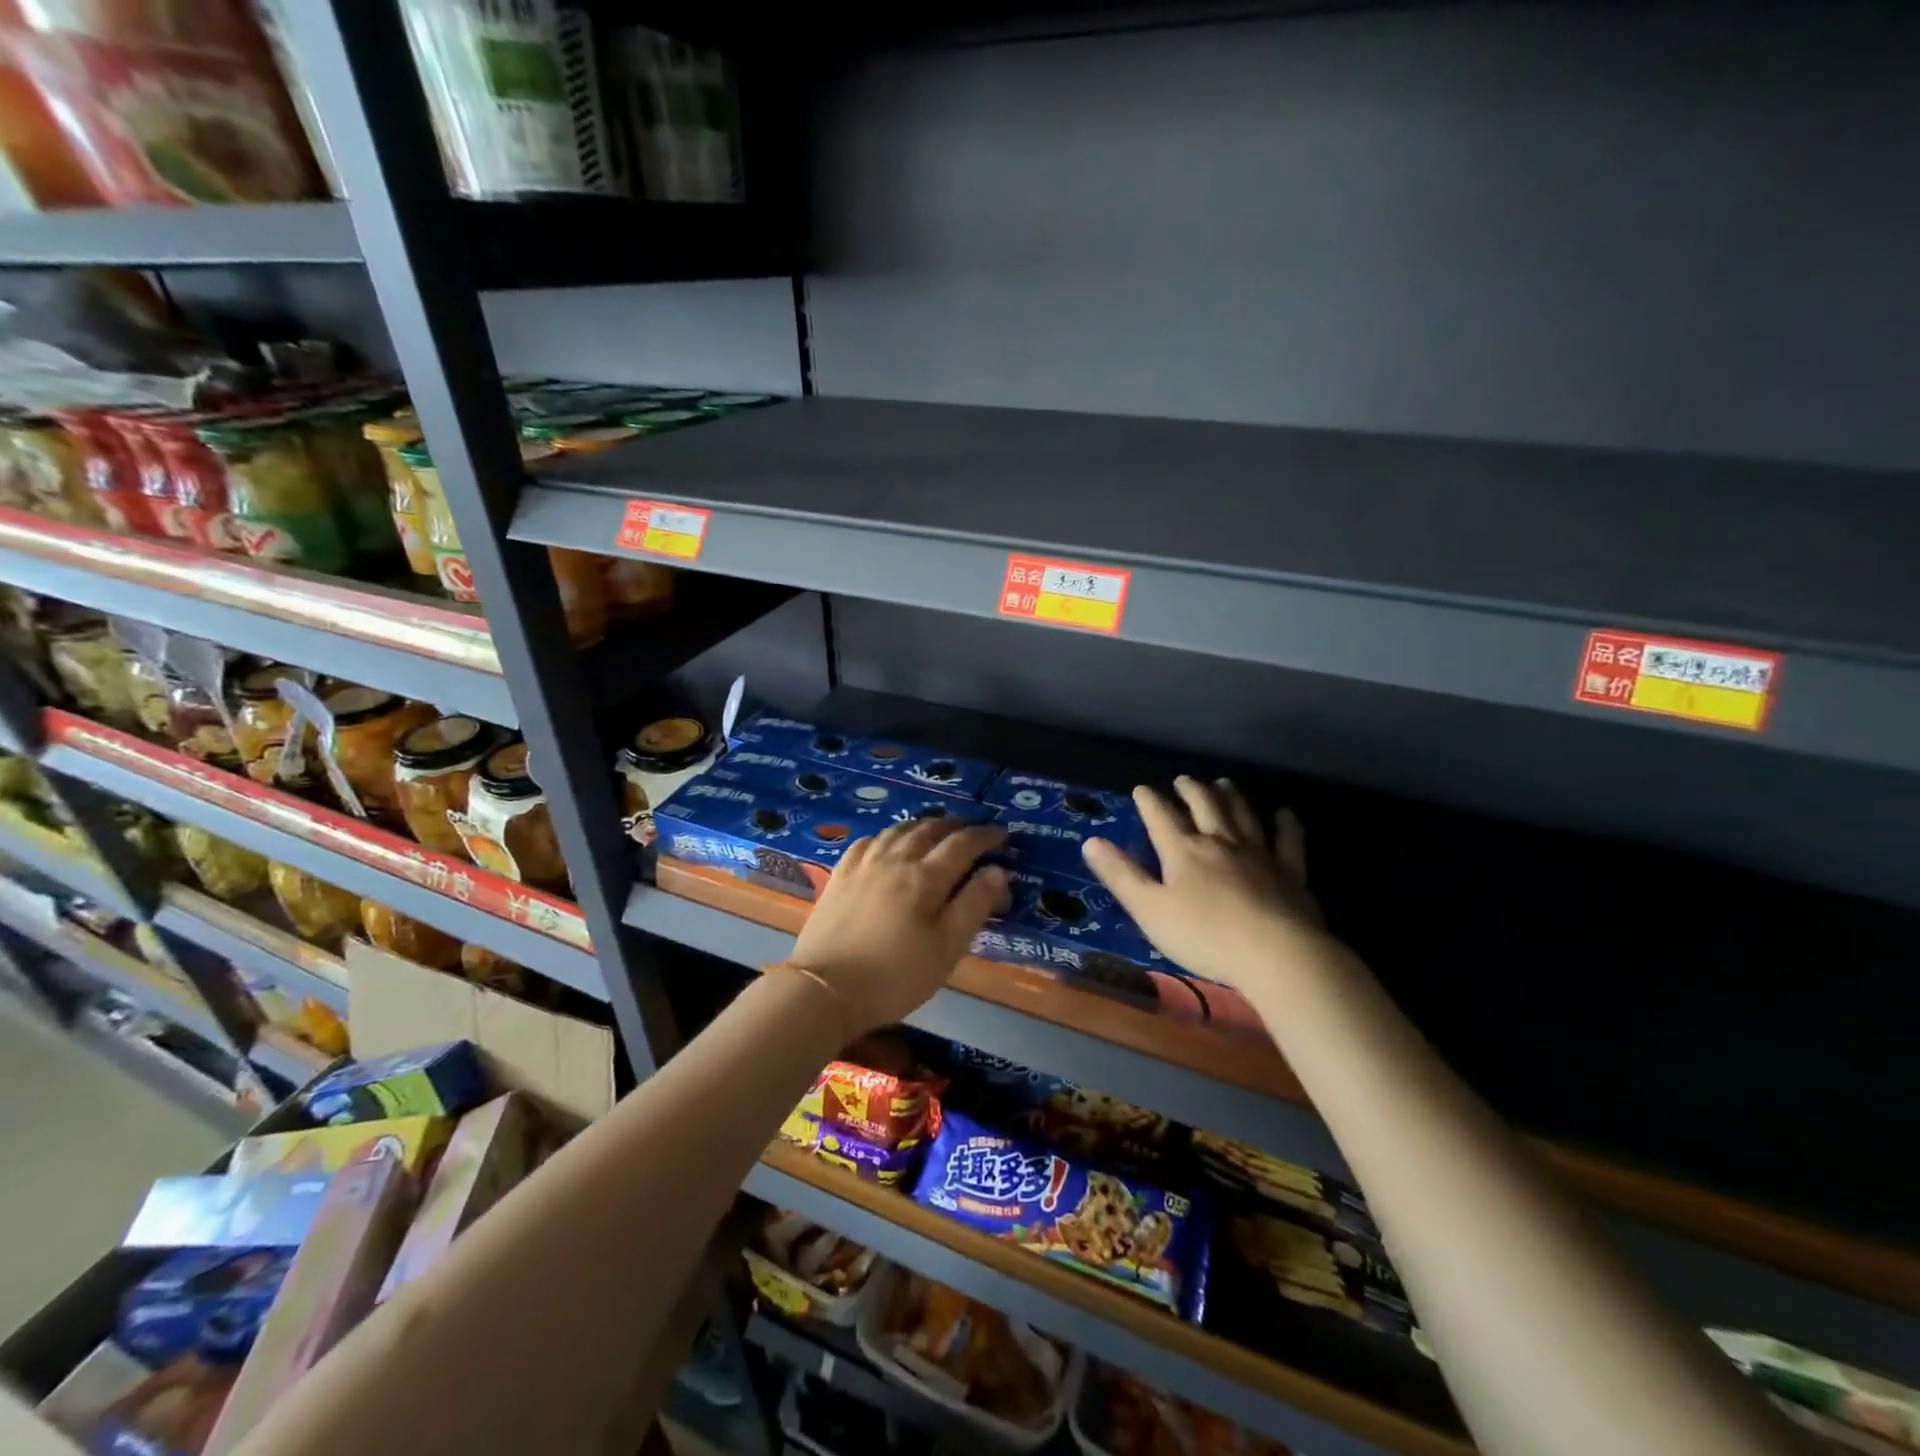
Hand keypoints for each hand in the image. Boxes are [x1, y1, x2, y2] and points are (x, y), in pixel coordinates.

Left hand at [789, 817, 1008, 1035]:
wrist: (825, 988)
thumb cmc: (895, 975)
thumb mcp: (947, 948)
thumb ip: (974, 906)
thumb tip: (997, 871)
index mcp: (926, 877)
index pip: (963, 844)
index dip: (986, 836)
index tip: (1003, 835)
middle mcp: (896, 859)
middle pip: (930, 830)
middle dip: (956, 826)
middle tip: (972, 830)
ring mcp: (864, 865)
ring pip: (898, 830)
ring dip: (923, 825)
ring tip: (935, 830)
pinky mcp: (839, 875)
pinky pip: (868, 841)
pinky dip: (887, 835)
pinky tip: (888, 843)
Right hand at [1081, 776, 1323, 991]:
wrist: (1276, 954)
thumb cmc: (1204, 936)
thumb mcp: (1150, 910)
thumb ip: (1121, 876)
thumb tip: (1091, 841)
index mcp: (1183, 851)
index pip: (1160, 816)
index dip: (1149, 801)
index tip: (1141, 789)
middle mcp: (1220, 841)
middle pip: (1204, 806)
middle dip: (1190, 790)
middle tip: (1182, 780)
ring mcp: (1259, 853)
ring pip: (1242, 814)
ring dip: (1230, 796)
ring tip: (1223, 783)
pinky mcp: (1291, 871)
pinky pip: (1289, 840)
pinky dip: (1286, 824)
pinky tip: (1285, 814)